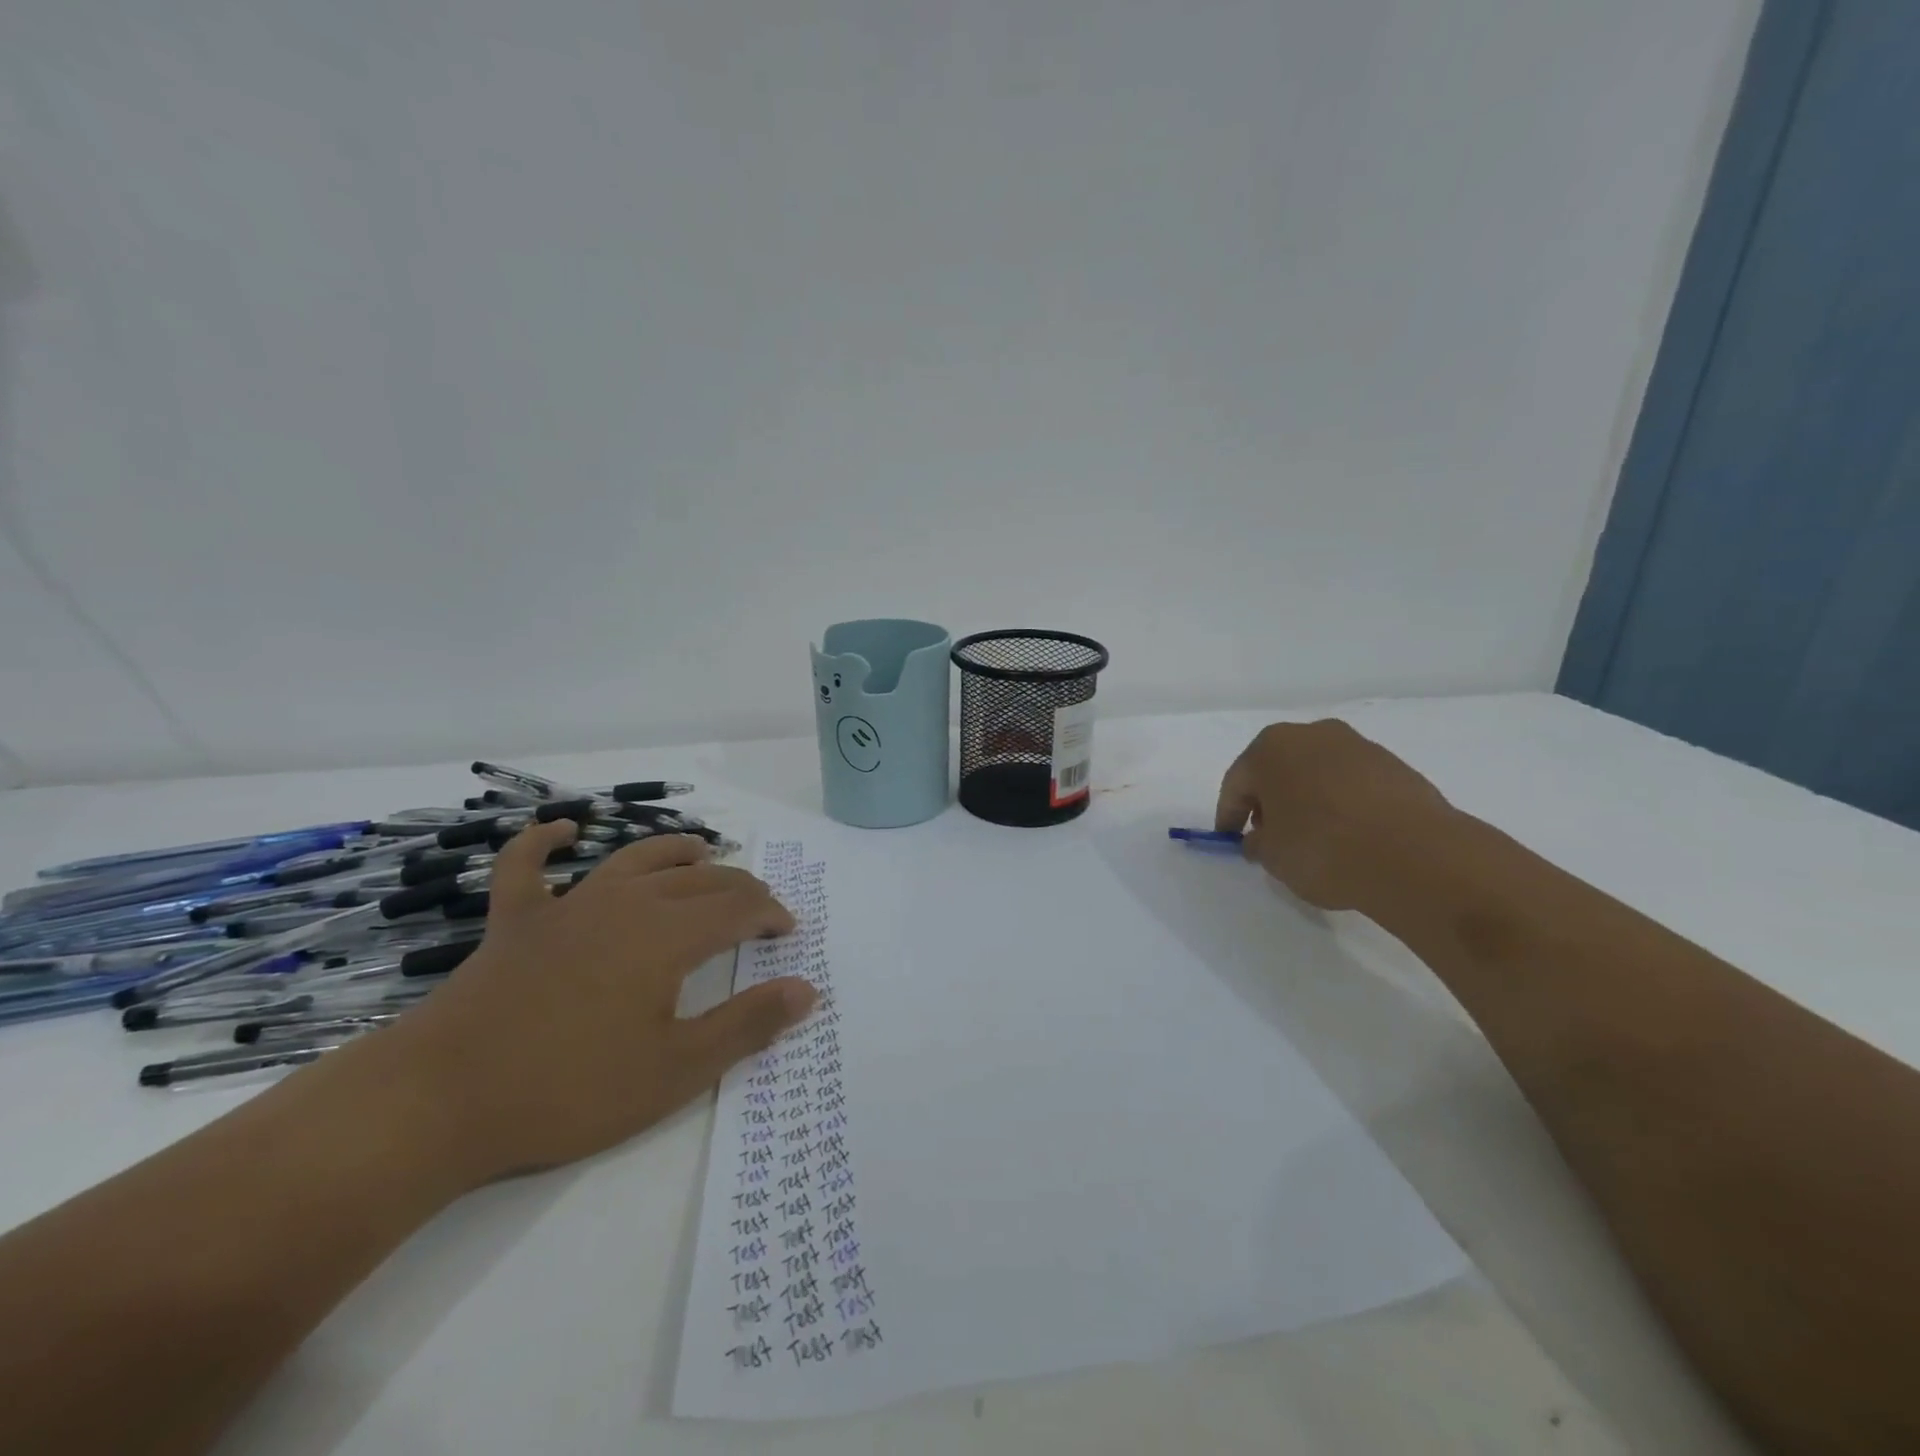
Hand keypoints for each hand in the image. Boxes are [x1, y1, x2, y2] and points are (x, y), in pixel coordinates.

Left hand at [391, 823, 815, 1184]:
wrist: (440, 1101)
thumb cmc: (569, 1089)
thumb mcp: (676, 1070)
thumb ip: (747, 1025)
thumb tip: (807, 990)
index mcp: (667, 935)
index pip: (738, 908)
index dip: (770, 914)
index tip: (788, 931)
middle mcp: (625, 903)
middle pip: (698, 880)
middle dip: (738, 888)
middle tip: (759, 907)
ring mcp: (567, 907)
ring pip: (633, 860)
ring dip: (674, 852)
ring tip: (701, 854)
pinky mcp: (516, 923)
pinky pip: (528, 868)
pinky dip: (545, 842)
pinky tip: (563, 830)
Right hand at [1213, 719, 1456, 911]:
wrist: (1414, 855)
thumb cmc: (1321, 847)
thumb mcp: (1271, 856)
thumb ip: (1258, 842)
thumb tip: (1262, 838)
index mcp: (1271, 748)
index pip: (1238, 782)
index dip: (1230, 814)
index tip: (1231, 838)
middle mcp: (1313, 735)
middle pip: (1279, 769)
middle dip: (1270, 800)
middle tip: (1269, 835)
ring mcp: (1358, 747)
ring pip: (1318, 774)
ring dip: (1308, 800)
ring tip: (1313, 838)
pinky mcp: (1395, 766)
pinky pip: (1353, 785)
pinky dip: (1343, 805)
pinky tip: (1348, 836)